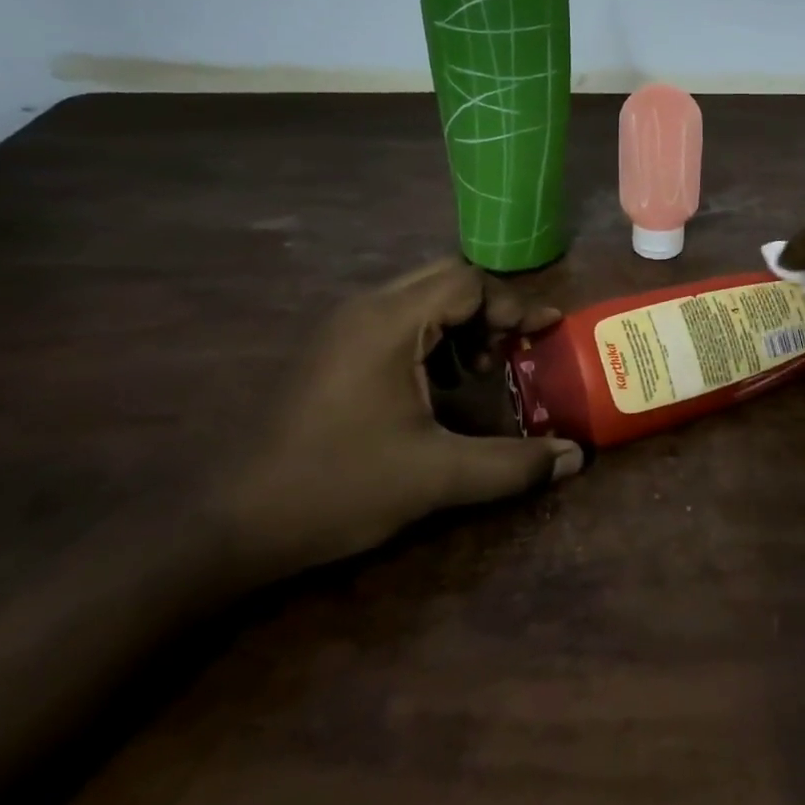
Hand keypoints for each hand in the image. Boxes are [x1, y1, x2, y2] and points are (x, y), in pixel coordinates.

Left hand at [220, 259, 583, 584]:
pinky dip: (430, 339)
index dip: (511, 306)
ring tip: (481, 370)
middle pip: (444, 280)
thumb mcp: (435, 477)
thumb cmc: (336, 487)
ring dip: (459, 324)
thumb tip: (576, 459)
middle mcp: (363, 309)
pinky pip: (394, 321)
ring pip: (418, 299)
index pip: (467, 282)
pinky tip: (438, 388)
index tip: (541, 337)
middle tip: (515, 350)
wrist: (228, 524)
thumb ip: (512, 464)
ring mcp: (340, 329)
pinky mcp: (329, 352)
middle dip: (489, 310)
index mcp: (389, 322)